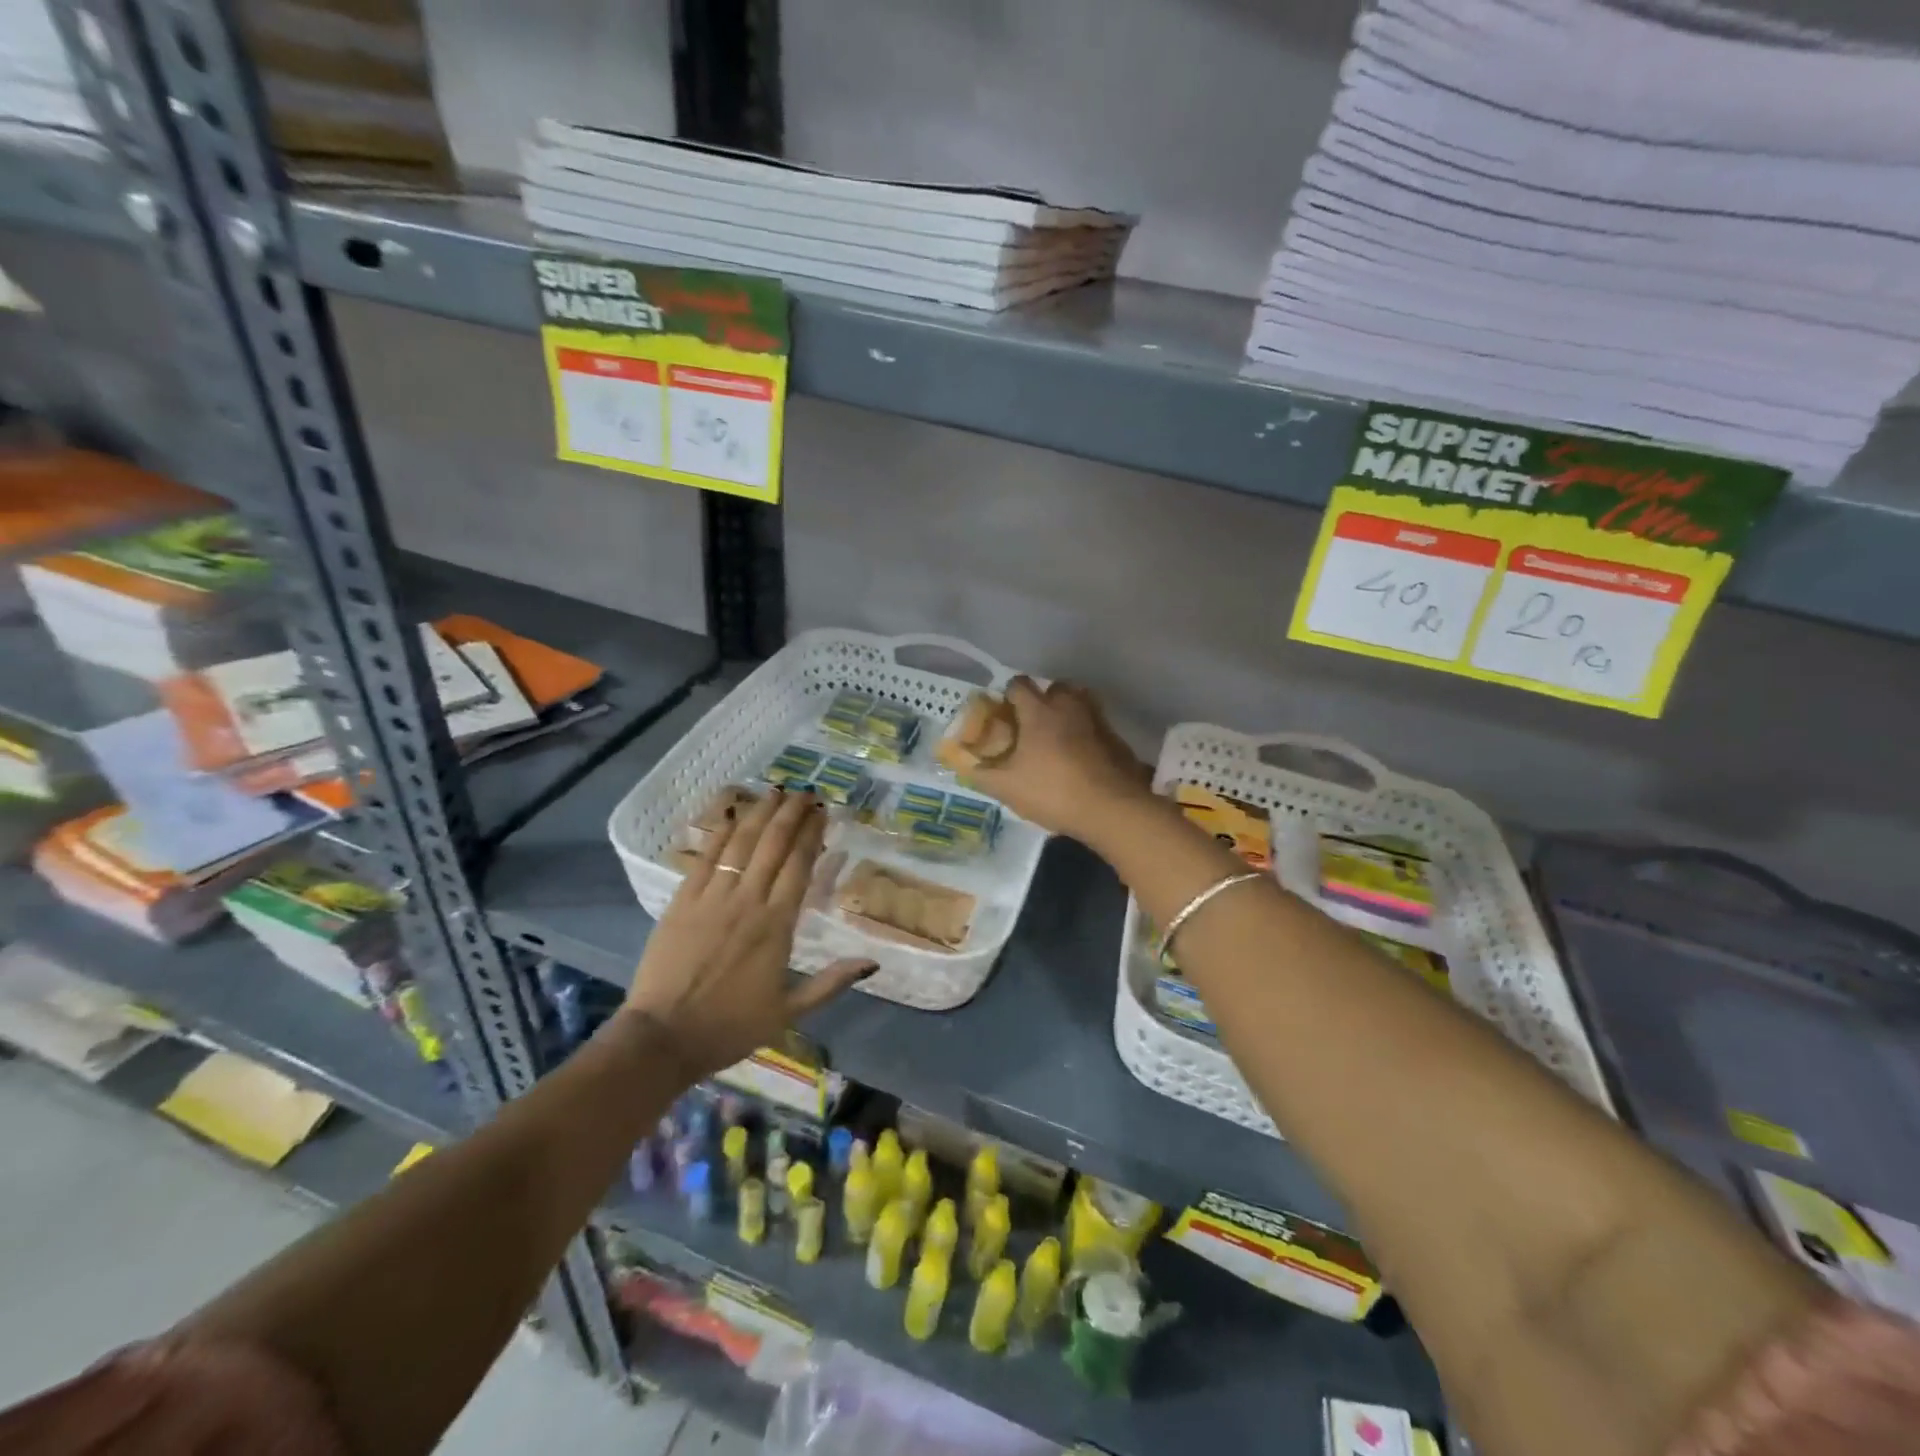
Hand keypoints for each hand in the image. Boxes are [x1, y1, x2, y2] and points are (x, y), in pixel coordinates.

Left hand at [624, 788, 873, 1081]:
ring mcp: (712, 898)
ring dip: (760, 814)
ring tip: (775, 792)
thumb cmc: (730, 1026)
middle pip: (773, 845)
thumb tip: (872, 963)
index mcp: (777, 925)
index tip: (822, 812)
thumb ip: (831, 983)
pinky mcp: (681, 901)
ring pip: (741, 844)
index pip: (799, 865)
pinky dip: (722, 834)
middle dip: (791, 814)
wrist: (663, 1037)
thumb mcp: (789, 1011)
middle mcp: (748, 901)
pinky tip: (734, 816)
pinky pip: (705, 858)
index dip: (812, 834)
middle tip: (804, 792)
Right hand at [965, 676, 1152, 841]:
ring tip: (1057, 737)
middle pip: (1055, 686)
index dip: (1007, 694)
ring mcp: (1096, 719)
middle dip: (1043, 699)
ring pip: (1080, 701)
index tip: (1003, 712)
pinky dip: (1086, 732)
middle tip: (1032, 724)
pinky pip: (1096, 724)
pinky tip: (1080, 755)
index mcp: (1039, 711)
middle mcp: (1069, 706)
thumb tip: (969, 767)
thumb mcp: (1007, 788)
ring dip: (1068, 711)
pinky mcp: (1116, 737)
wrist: (1111, 808)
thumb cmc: (1052, 791)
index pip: (1018, 685)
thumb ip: (983, 775)